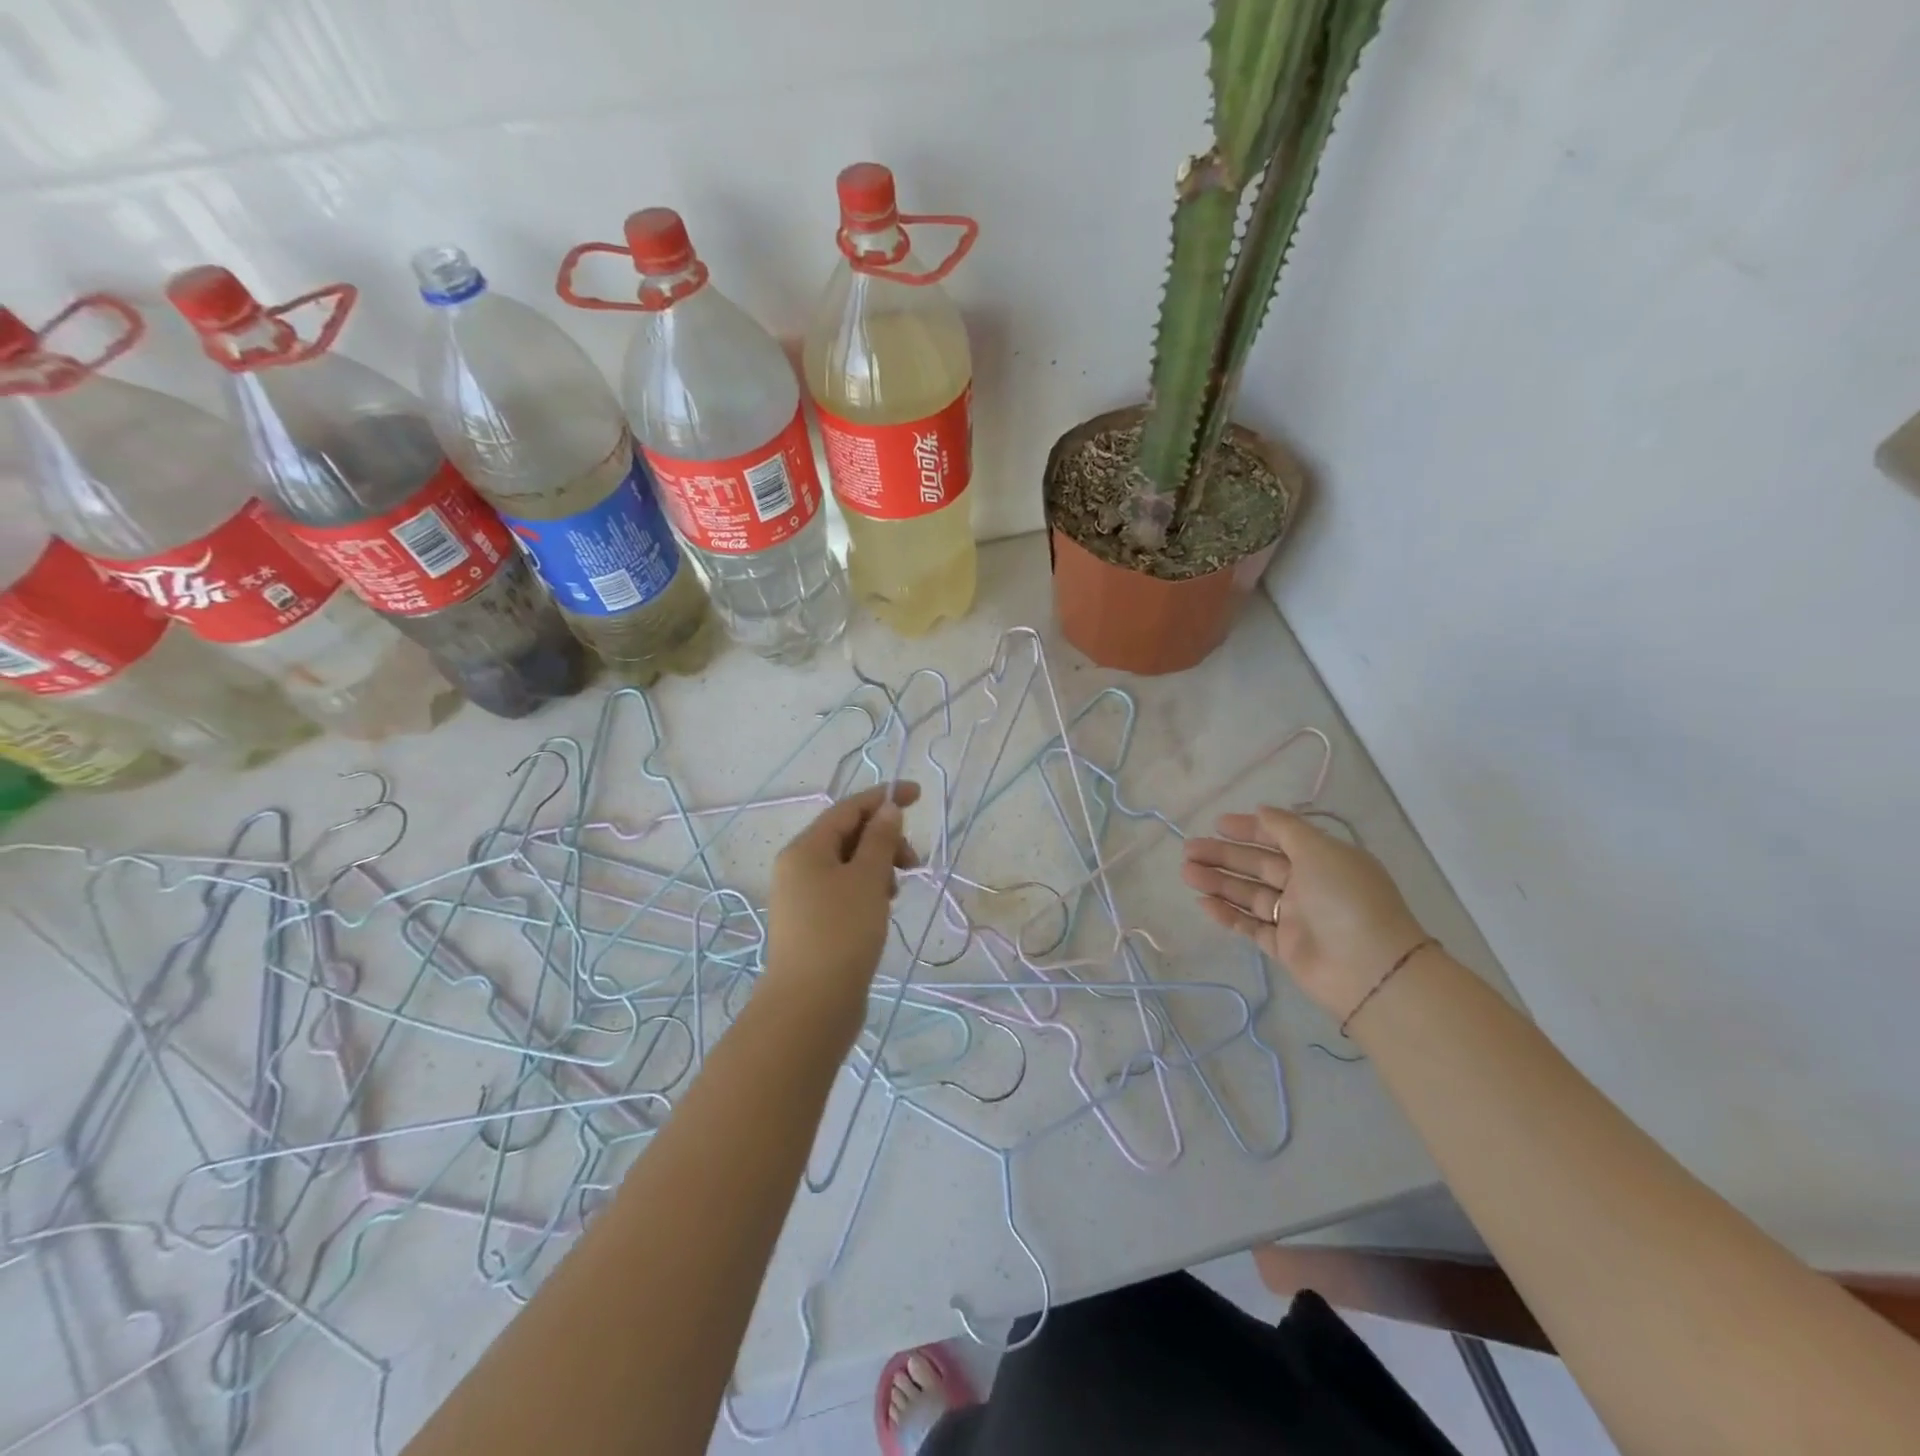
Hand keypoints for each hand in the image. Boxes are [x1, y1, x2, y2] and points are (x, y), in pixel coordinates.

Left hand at [763, 782, 919, 1030]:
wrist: (811, 1006)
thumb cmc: (841, 932)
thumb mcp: (867, 878)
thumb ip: (880, 839)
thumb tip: (887, 810)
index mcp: (805, 849)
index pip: (848, 808)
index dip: (884, 797)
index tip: (918, 795)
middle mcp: (798, 867)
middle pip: (847, 835)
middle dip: (884, 839)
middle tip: (912, 862)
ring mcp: (802, 898)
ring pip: (848, 865)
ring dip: (878, 867)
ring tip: (895, 892)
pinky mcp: (812, 924)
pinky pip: (844, 891)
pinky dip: (867, 890)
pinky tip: (882, 909)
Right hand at [1181, 806, 1427, 1019]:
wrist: (1369, 969)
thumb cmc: (1345, 899)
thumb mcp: (1320, 851)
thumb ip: (1286, 829)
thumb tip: (1261, 810)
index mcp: (1322, 859)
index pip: (1280, 838)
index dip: (1250, 829)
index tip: (1218, 824)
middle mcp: (1308, 886)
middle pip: (1258, 865)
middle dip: (1223, 856)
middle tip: (1188, 849)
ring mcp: (1295, 918)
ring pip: (1249, 894)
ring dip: (1218, 882)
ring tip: (1186, 873)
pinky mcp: (1284, 947)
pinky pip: (1250, 926)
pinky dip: (1227, 914)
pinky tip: (1203, 903)